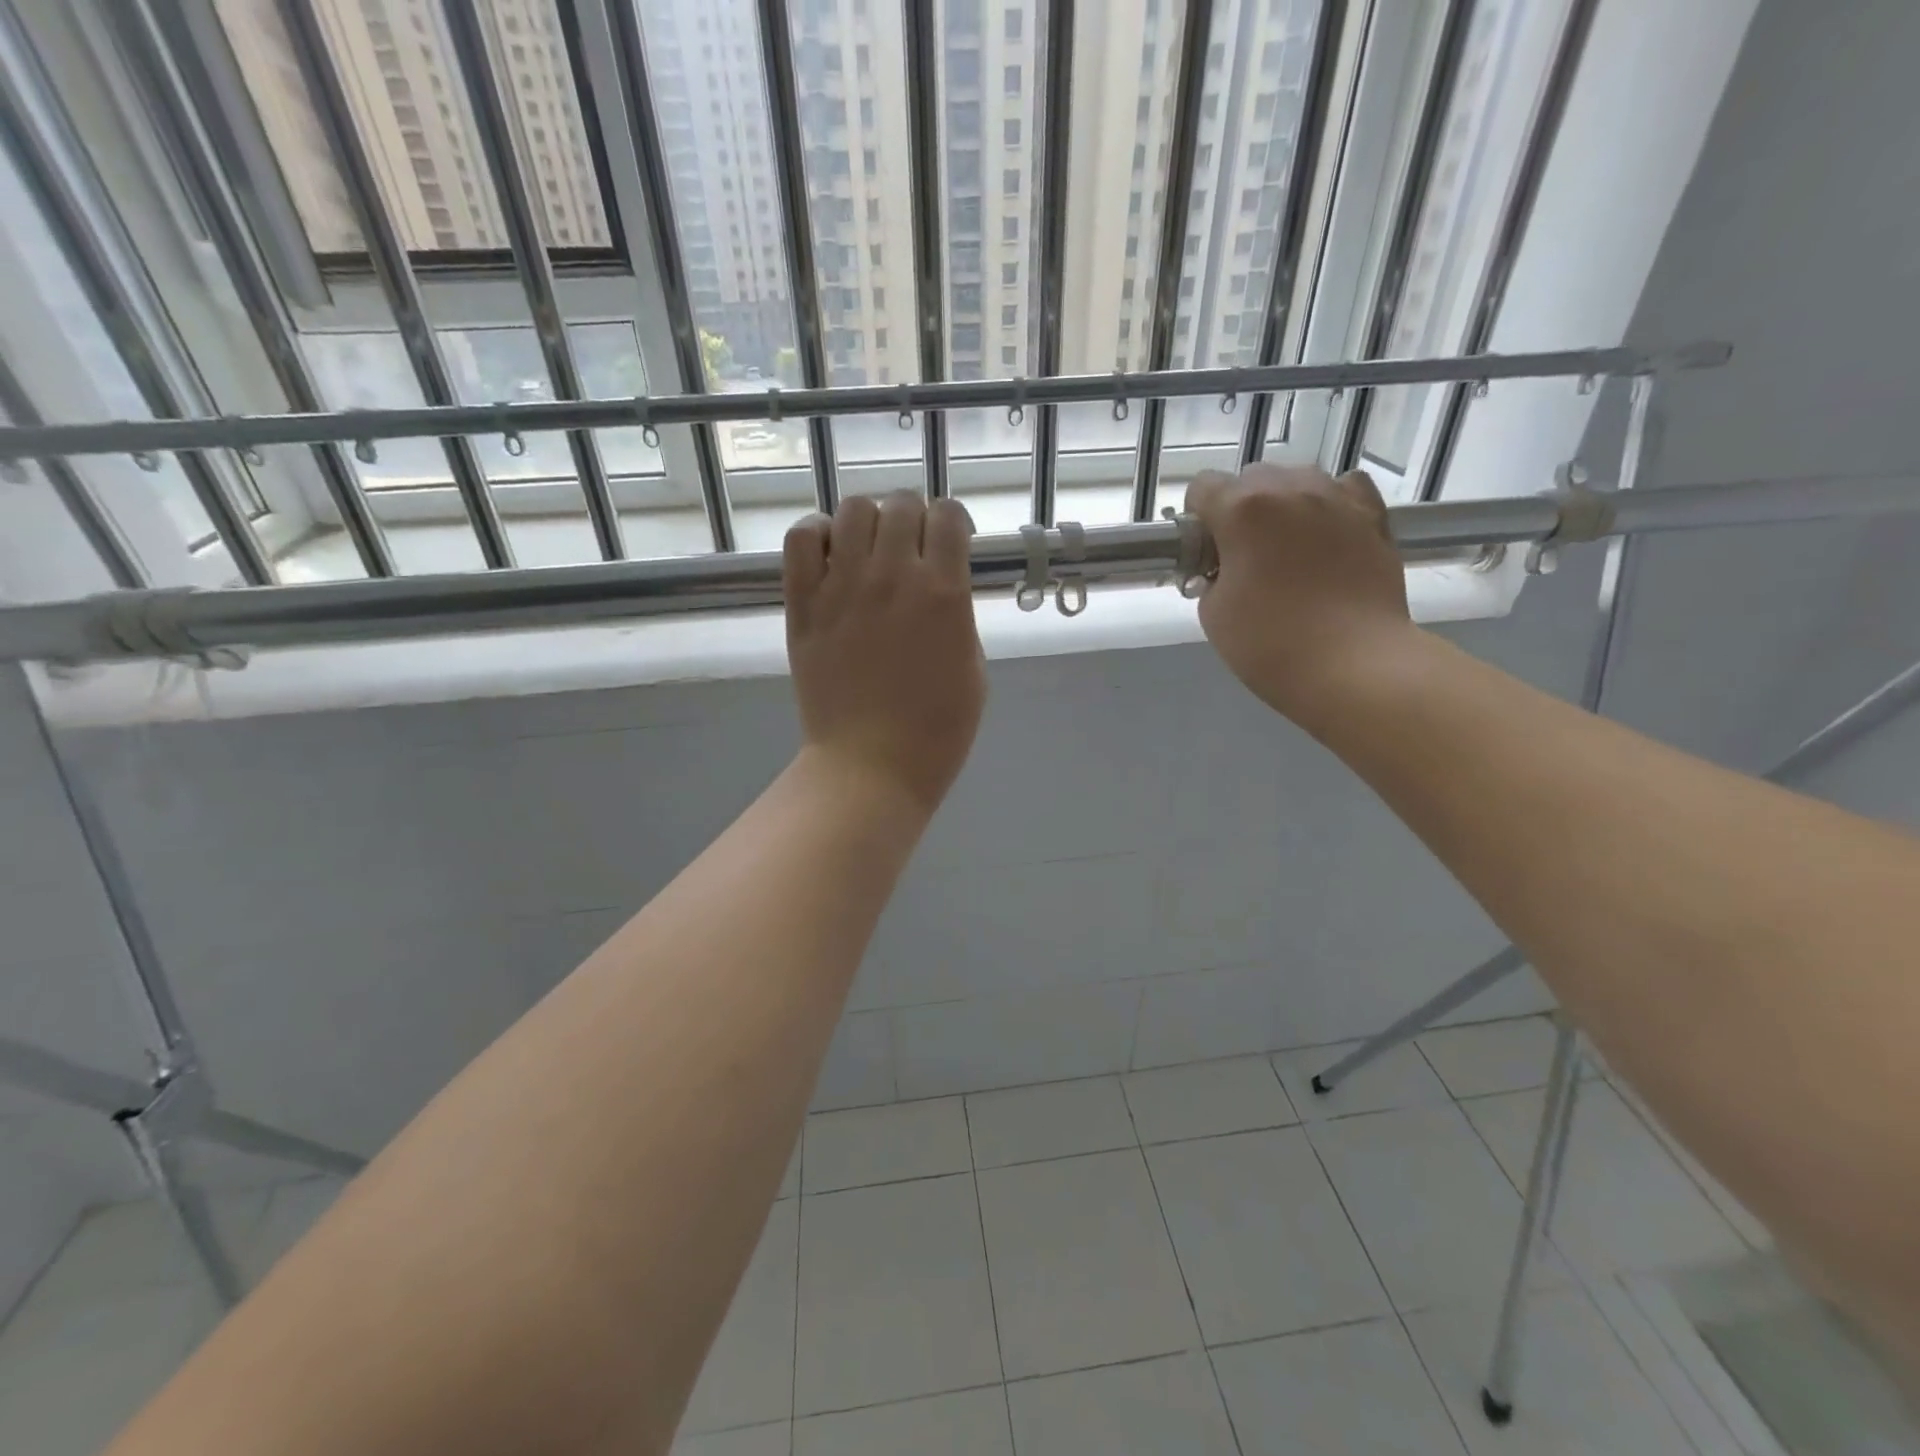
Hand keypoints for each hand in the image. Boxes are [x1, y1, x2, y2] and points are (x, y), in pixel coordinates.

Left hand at [784, 492, 985, 814]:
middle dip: (913, 518)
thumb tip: (941, 585)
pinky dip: (816, 534)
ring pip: (853, 510)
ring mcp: (842, 587)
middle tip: (911, 549)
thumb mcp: (974, 669)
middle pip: (901, 504)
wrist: (871, 766)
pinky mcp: (804, 605)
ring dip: (868, 521)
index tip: (950, 542)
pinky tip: (830, 556)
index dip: (952, 523)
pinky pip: (801, 538)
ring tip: (869, 550)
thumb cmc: (936, 730)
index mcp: (944, 593)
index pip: (947, 515)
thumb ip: (958, 615)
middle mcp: (893, 577)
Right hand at [1186, 464, 1415, 725]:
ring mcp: (1337, 498)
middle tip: (1244, 557)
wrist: (1353, 665)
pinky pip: (1345, 489)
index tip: (1204, 554)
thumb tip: (1224, 566)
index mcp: (1242, 509)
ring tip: (1287, 548)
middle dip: (1240, 509)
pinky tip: (1326, 535)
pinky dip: (1330, 504)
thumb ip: (1211, 575)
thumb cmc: (1270, 643)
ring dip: (1283, 504)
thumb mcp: (1213, 613)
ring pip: (1298, 479)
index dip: (1197, 520)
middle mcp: (1290, 489)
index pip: (1203, 487)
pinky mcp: (1374, 516)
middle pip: (1251, 478)